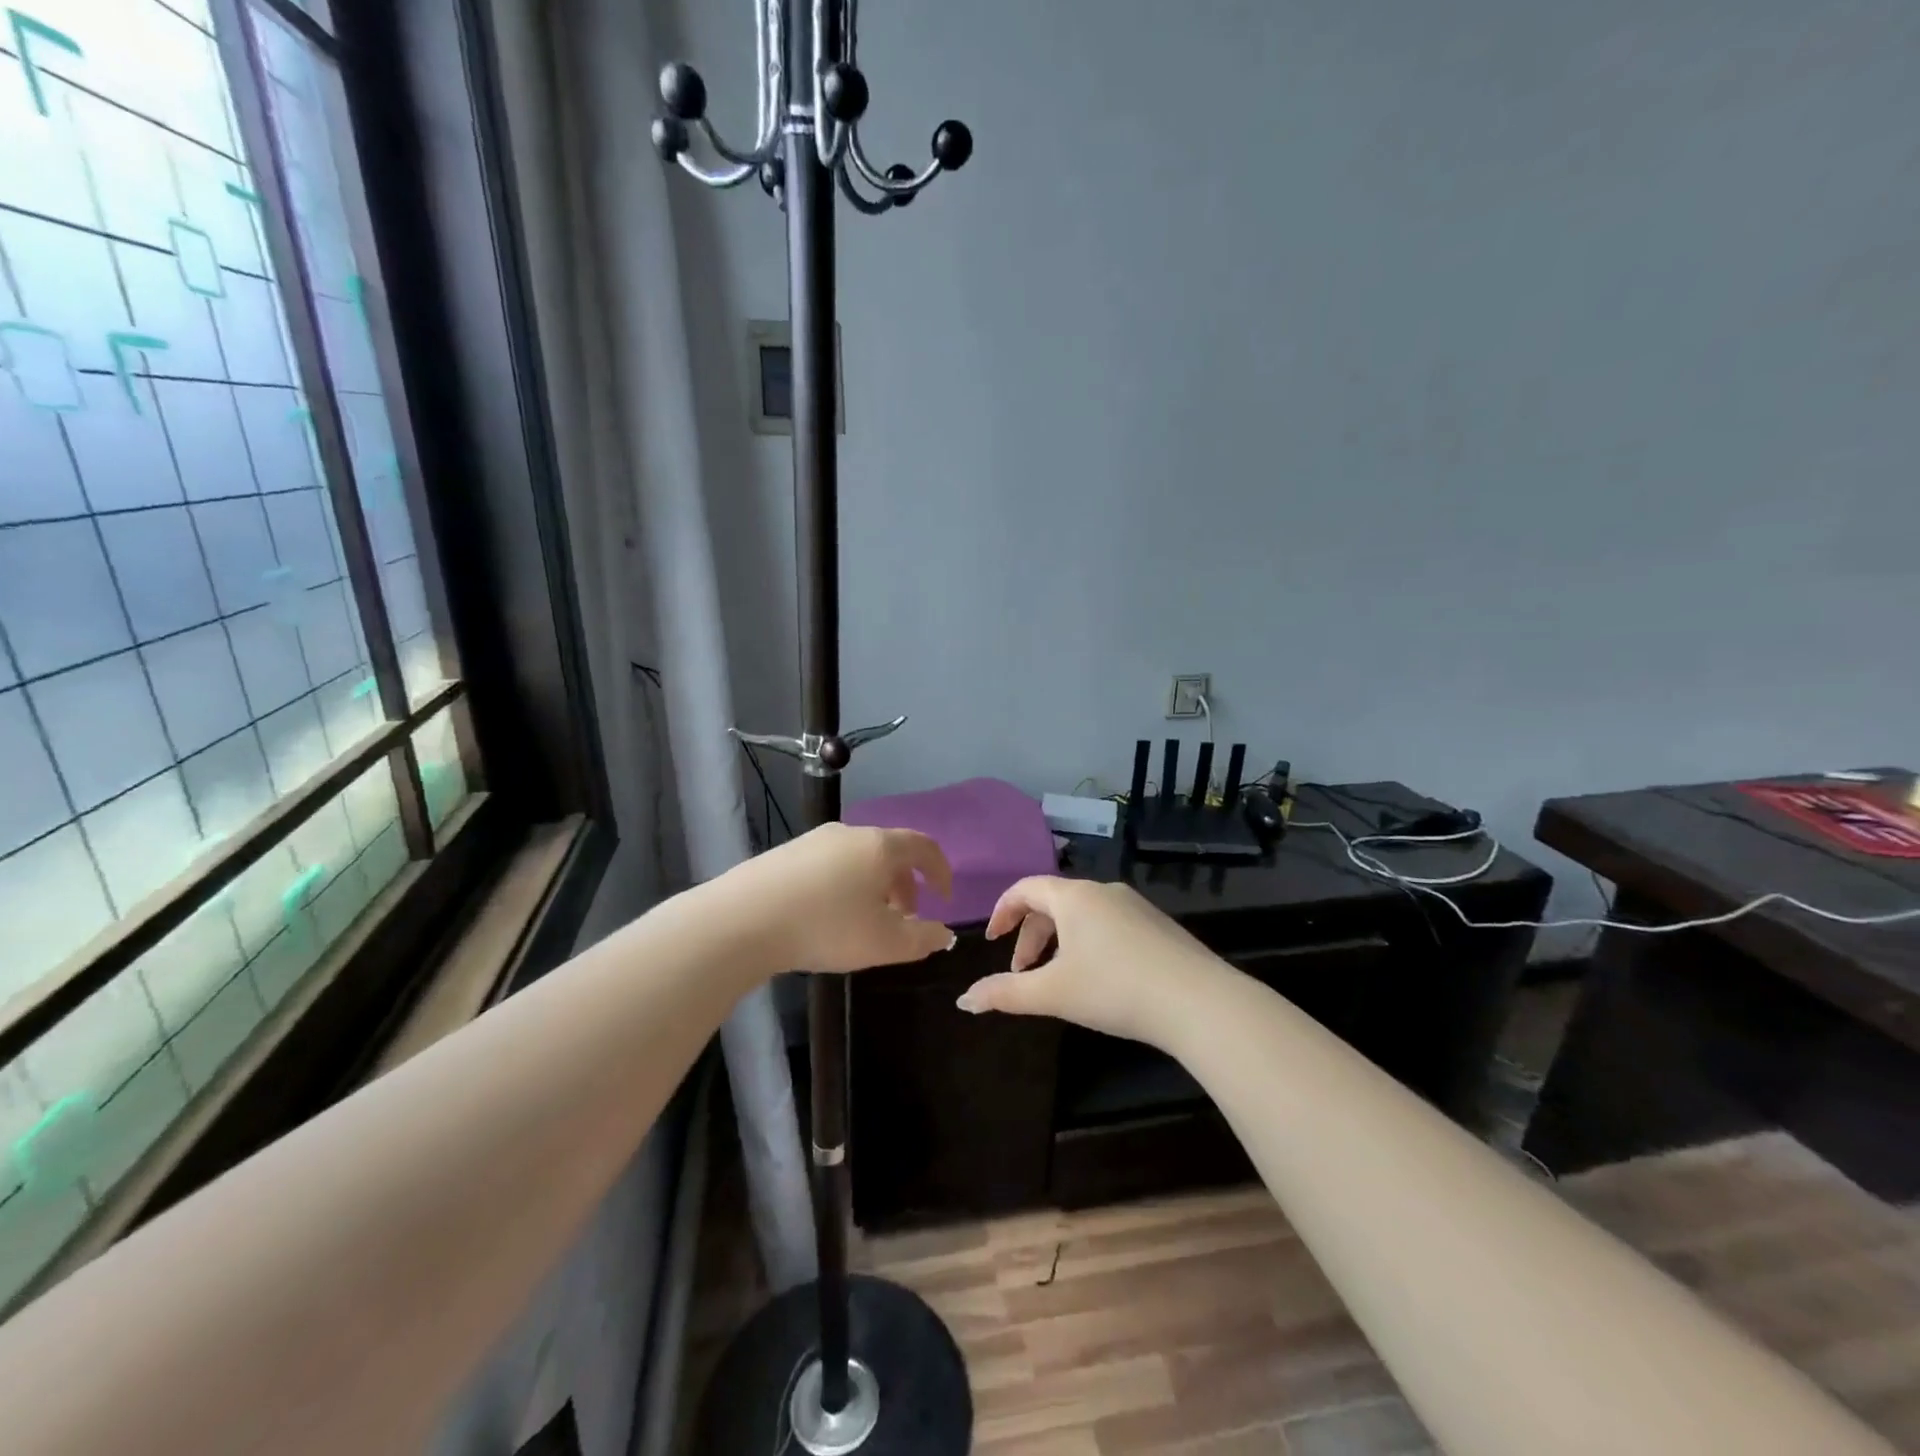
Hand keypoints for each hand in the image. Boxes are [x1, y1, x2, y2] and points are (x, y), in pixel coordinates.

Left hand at [722, 823, 957, 972]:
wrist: (742, 920)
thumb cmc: (826, 927)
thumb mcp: (885, 943)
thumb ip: (923, 938)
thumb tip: (943, 933)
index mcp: (880, 846)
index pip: (924, 847)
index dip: (941, 871)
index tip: (945, 898)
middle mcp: (850, 833)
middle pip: (890, 852)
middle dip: (905, 885)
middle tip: (905, 919)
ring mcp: (814, 840)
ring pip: (859, 858)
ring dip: (874, 886)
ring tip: (867, 921)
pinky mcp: (785, 854)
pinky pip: (830, 865)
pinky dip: (845, 885)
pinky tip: (828, 915)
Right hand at [957, 877, 1228, 1045]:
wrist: (1198, 1002)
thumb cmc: (1114, 989)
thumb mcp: (1052, 993)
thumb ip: (1005, 994)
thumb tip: (963, 1000)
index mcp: (1074, 897)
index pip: (1025, 889)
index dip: (1002, 912)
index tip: (992, 940)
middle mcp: (1104, 891)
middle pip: (1053, 902)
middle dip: (1031, 935)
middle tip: (1022, 971)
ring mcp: (1136, 906)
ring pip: (1083, 915)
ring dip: (1060, 941)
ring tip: (1058, 978)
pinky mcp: (1158, 925)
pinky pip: (1110, 924)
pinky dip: (1089, 943)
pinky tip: (1100, 979)